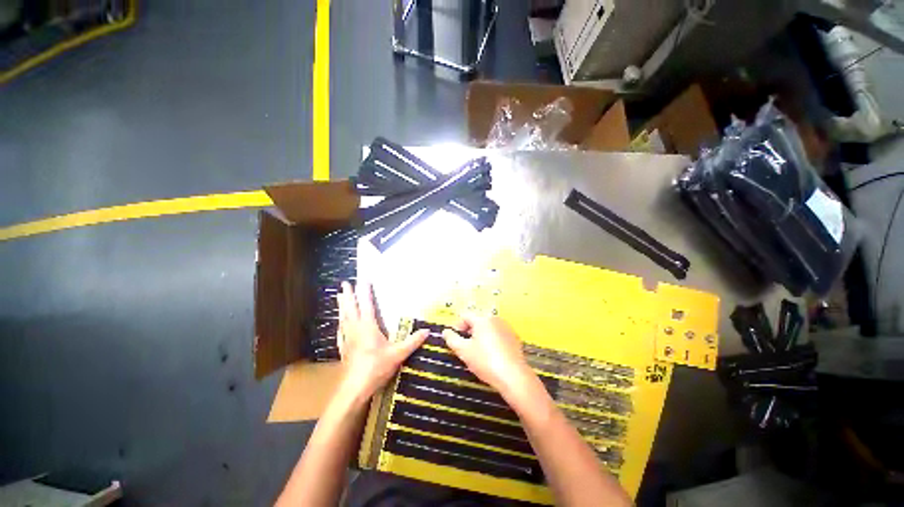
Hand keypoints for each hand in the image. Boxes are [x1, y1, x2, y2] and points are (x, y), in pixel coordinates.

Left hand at [336, 281, 427, 405]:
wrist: (354, 389)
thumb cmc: (376, 368)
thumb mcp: (398, 354)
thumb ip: (412, 342)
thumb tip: (427, 330)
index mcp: (368, 327)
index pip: (366, 305)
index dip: (365, 292)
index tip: (363, 280)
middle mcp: (356, 330)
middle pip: (350, 308)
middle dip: (348, 295)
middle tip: (344, 284)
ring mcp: (347, 339)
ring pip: (344, 318)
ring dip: (342, 306)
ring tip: (338, 297)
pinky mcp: (344, 349)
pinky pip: (340, 332)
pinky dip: (340, 324)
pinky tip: (339, 324)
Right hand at [442, 314, 540, 402]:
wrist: (514, 377)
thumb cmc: (486, 361)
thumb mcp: (464, 351)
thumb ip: (452, 339)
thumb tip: (445, 331)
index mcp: (482, 319)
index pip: (465, 315)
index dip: (456, 325)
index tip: (454, 338)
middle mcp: (495, 319)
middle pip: (477, 320)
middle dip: (468, 330)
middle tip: (465, 346)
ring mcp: (506, 327)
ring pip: (488, 327)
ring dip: (480, 335)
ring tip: (478, 351)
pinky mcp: (514, 337)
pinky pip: (498, 333)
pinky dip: (492, 339)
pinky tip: (492, 354)